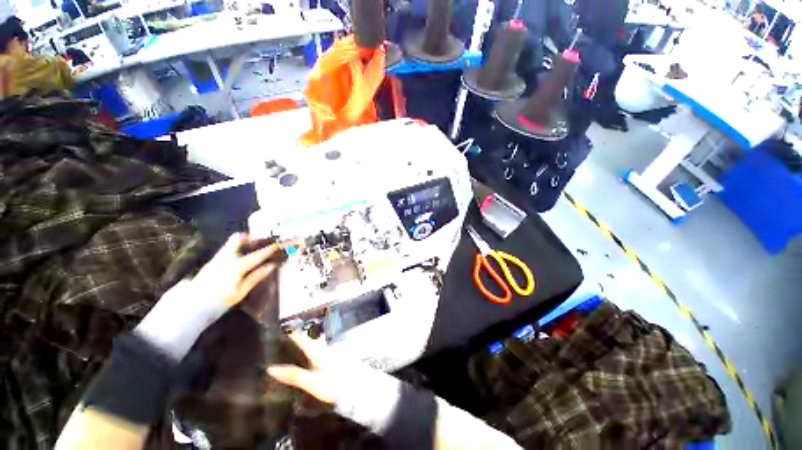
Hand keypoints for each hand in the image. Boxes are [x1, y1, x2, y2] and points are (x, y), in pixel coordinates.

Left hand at [135, 233, 281, 360]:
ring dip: (242, 242)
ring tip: (252, 247)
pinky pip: (226, 250)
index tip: (278, 244)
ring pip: (230, 244)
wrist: (190, 307)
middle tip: (260, 241)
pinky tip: (240, 257)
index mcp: (237, 265)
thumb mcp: (241, 291)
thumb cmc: (220, 301)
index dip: (269, 249)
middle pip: (237, 239)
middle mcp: (226, 257)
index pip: (257, 254)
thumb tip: (271, 266)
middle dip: (250, 237)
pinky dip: (235, 249)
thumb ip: (256, 277)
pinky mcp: (211, 262)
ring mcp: (217, 258)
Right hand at [268, 332, 404, 433]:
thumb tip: (271, 368)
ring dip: (309, 341)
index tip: (283, 329)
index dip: (293, 334)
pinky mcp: (336, 360)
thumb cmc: (333, 384)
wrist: (357, 388)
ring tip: (298, 344)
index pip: (303, 339)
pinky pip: (322, 350)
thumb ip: (293, 375)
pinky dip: (315, 349)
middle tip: (290, 334)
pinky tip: (312, 357)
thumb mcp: (311, 382)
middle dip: (302, 336)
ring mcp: (332, 354)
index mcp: (318, 352)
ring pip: (318, 344)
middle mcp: (325, 349)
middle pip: (312, 339)